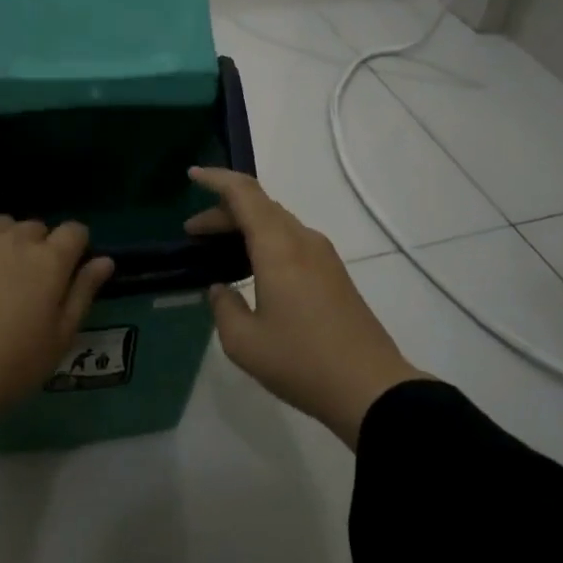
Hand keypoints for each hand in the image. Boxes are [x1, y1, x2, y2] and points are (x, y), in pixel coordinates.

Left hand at [0, 202, 113, 446]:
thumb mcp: (58, 341)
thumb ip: (83, 294)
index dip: (75, 250)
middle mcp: (17, 239)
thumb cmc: (8, 369)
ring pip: (4, 223)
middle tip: (27, 287)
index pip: (76, 231)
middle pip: (39, 228)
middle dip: (40, 250)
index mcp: (50, 262)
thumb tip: (104, 260)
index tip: (65, 276)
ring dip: (8, 241)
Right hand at [185, 167, 424, 448]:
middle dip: (223, 211)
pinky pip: (292, 240)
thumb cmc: (301, 361)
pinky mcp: (334, 273)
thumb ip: (224, 308)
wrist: (370, 388)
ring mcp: (323, 255)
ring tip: (217, 249)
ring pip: (277, 222)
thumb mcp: (244, 342)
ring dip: (246, 226)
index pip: (244, 194)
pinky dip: (265, 240)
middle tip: (193, 233)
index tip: (192, 175)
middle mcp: (302, 240)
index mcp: (278, 246)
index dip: (216, 179)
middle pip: (259, 206)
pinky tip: (252, 267)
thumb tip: (221, 290)